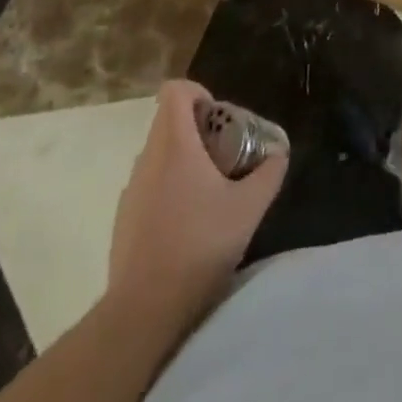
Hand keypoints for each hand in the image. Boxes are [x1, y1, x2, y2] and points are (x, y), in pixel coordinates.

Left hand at [108, 80, 287, 329]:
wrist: (143, 310)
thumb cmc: (199, 247)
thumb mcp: (248, 209)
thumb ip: (269, 174)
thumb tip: (279, 153)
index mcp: (174, 145)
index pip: (175, 91)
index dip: (198, 92)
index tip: (220, 117)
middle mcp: (147, 158)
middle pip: (169, 121)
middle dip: (199, 129)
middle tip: (226, 156)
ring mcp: (131, 189)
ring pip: (159, 154)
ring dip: (184, 160)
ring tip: (211, 193)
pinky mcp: (123, 218)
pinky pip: (149, 184)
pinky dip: (169, 188)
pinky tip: (189, 224)